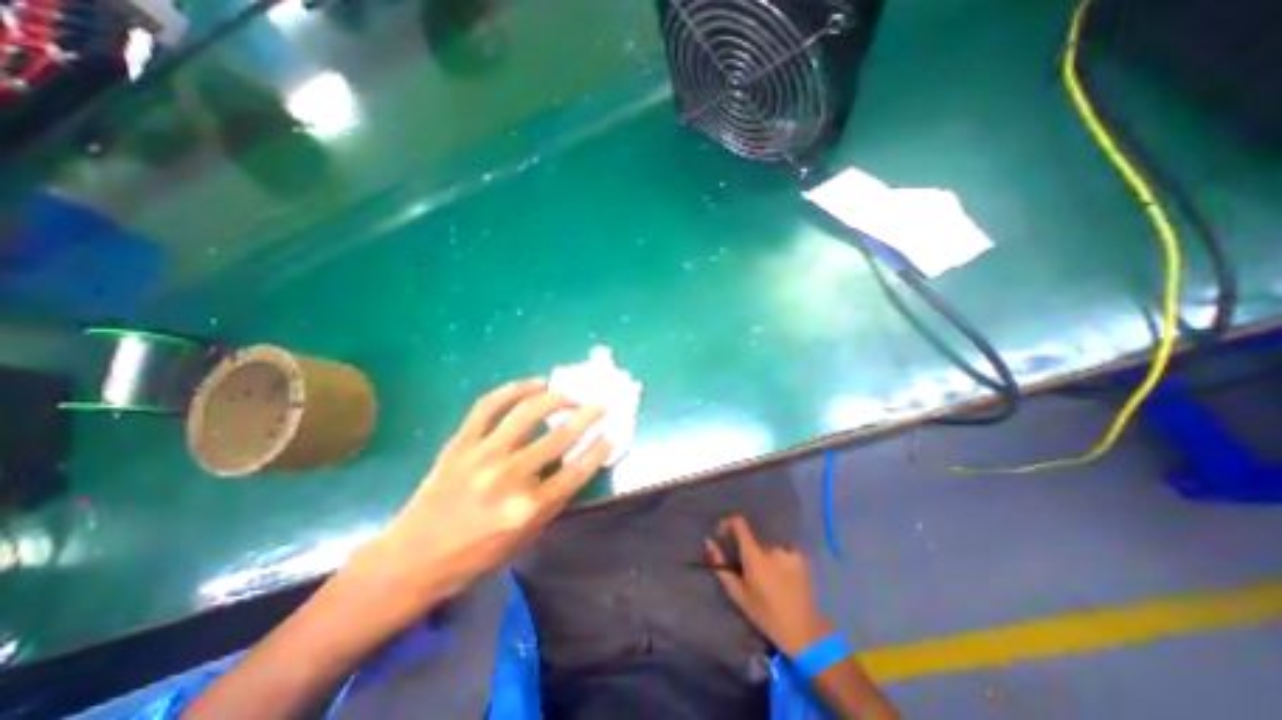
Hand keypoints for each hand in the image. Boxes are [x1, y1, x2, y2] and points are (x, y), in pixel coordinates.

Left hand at [348, 382, 608, 606]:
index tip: (612, 432)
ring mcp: (482, 455)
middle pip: (560, 437)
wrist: (412, 560)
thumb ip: (554, 500)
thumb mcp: (525, 538)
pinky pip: (488, 405)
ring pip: (528, 413)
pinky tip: (534, 384)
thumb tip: (575, 463)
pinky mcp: (461, 442)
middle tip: (601, 403)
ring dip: (556, 398)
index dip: (600, 448)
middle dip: (588, 415)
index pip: (577, 470)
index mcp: (528, 508)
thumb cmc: (475, 557)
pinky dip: (513, 389)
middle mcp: (509, 477)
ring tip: (569, 393)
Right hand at [706, 514, 836, 656]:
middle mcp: (771, 548)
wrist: (802, 631)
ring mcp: (788, 551)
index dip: (729, 523)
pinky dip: (780, 559)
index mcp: (754, 556)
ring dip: (766, 556)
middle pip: (755, 540)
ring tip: (770, 577)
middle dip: (750, 550)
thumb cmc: (765, 614)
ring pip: (769, 546)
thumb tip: (709, 541)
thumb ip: (721, 566)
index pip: (739, 523)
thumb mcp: (738, 594)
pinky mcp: (801, 557)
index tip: (724, 533)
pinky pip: (784, 550)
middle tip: (751, 571)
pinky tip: (784, 576)